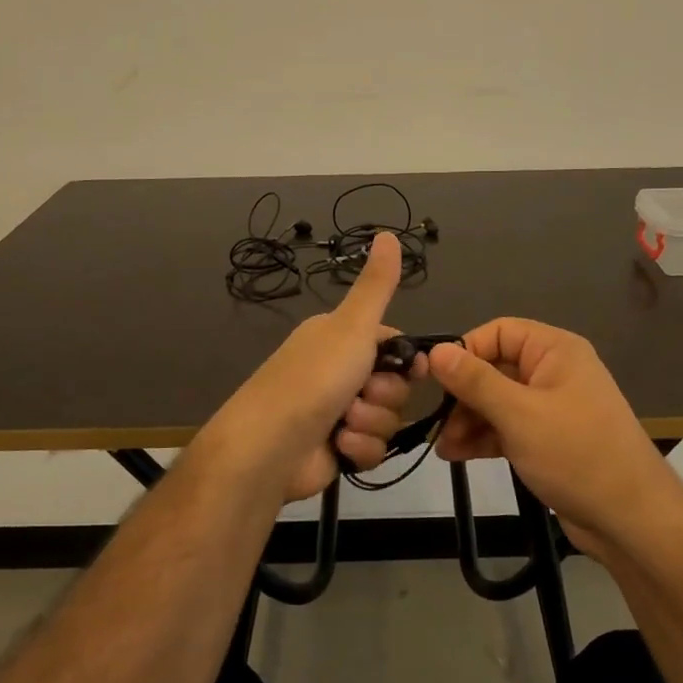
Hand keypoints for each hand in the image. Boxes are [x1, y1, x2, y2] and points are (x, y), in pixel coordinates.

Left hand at [198, 233, 424, 504]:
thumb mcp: (351, 326)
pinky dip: (359, 449)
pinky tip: (339, 446)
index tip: (413, 370)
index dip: (407, 361)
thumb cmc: (313, 378)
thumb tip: (387, 233)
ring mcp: (339, 413)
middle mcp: (339, 372)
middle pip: (395, 385)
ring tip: (343, 423)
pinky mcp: (338, 449)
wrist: (269, 446)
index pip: (393, 345)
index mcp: (340, 339)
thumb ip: (376, 285)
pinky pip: (373, 449)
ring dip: (371, 423)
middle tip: (360, 394)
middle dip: (384, 395)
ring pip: (387, 419)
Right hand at [428, 319, 682, 560]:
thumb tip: (436, 351)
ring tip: (443, 447)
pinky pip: (507, 427)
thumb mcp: (519, 414)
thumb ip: (475, 381)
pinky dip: (483, 437)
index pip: (498, 332)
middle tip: (437, 421)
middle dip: (463, 394)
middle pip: (495, 368)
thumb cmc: (575, 454)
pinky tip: (456, 454)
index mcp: (555, 351)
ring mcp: (551, 408)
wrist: (630, 519)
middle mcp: (553, 372)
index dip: (465, 351)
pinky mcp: (548, 439)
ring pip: (497, 401)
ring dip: (468, 420)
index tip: (436, 380)